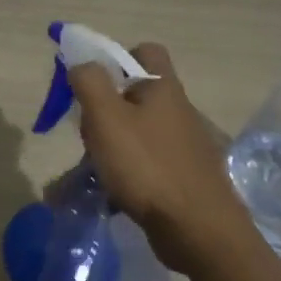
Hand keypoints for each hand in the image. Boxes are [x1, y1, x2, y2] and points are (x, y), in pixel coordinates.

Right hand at [68, 43, 259, 271]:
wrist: (198, 230)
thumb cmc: (147, 166)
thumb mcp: (106, 117)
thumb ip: (89, 82)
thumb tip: (81, 64)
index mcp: (163, 88)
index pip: (144, 51)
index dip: (115, 58)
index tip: (91, 84)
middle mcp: (177, 111)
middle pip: (133, 95)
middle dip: (103, 111)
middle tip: (87, 133)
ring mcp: (182, 146)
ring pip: (135, 133)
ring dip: (108, 148)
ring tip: (86, 173)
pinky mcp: (182, 177)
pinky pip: (144, 165)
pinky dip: (123, 175)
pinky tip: (107, 195)